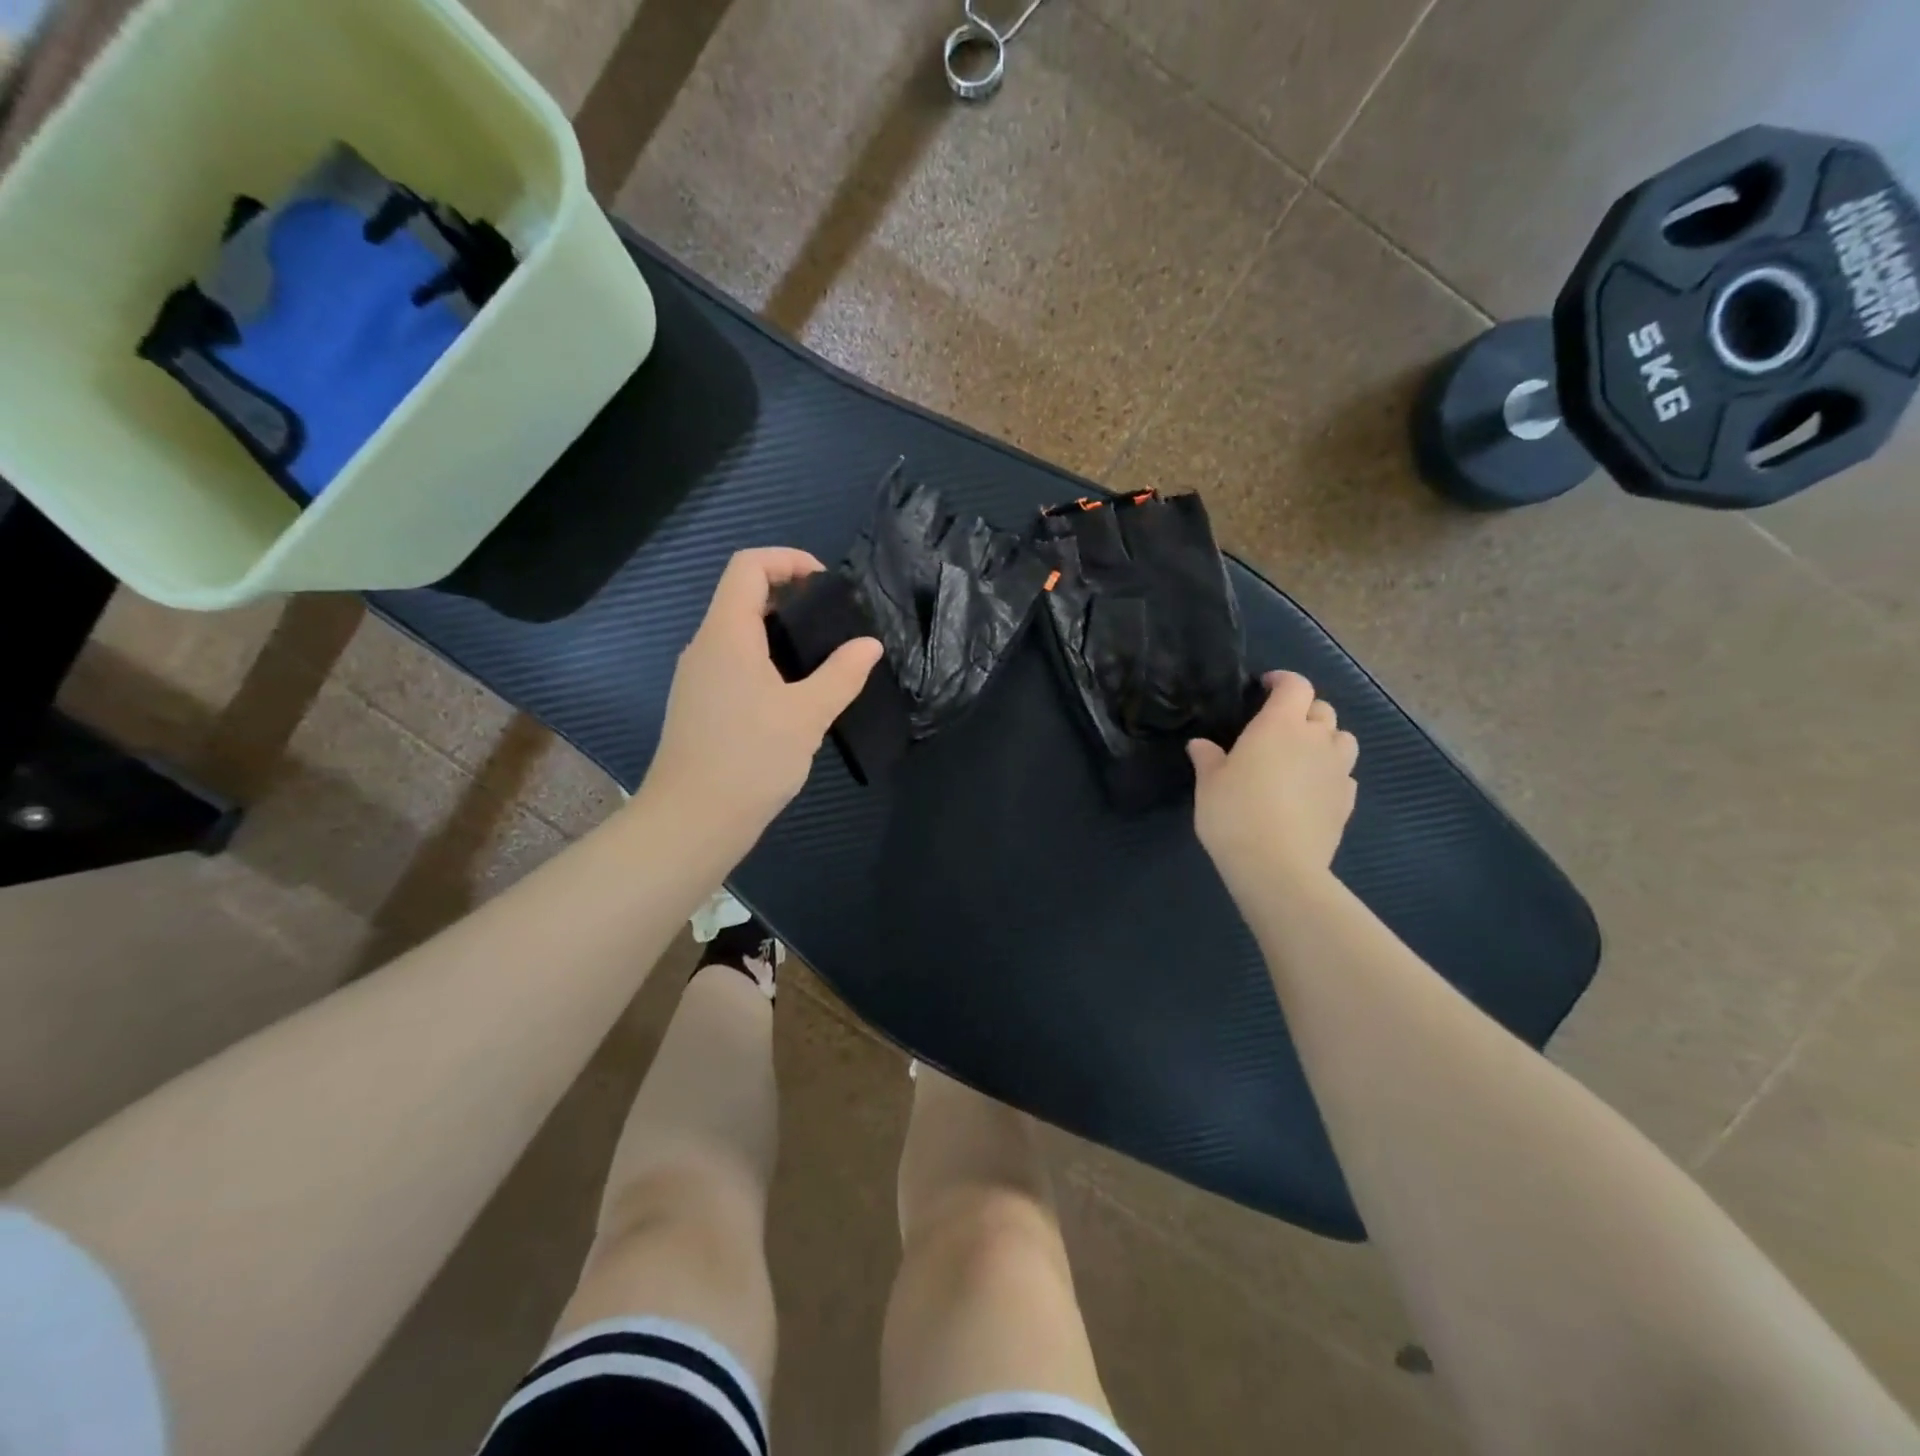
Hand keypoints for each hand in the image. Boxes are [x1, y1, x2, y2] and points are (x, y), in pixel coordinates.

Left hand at [642, 549, 882, 857]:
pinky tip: (796, 695)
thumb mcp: (807, 715)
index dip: (787, 560)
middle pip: (742, 596)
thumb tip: (868, 645)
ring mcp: (698, 678)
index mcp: (726, 635)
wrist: (692, 821)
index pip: (747, 566)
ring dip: (780, 633)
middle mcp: (705, 647)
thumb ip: (842, 674)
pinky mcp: (701, 706)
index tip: (826, 584)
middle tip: (834, 622)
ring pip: (739, 634)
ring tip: (823, 658)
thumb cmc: (750, 759)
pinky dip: (767, 662)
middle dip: (790, 596)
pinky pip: (735, 664)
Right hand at [1188, 671, 1358, 897]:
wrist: (1277, 865)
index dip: (1283, 681)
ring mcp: (1337, 770)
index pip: (1295, 686)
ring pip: (1343, 739)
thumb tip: (1201, 745)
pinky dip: (1331, 773)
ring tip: (1304, 754)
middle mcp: (1315, 739)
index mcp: (1280, 725)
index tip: (1266, 686)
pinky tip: (1312, 789)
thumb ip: (1208, 759)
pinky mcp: (1347, 800)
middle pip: (1323, 709)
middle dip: (1304, 710)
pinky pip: (1345, 774)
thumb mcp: (1209, 784)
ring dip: (1326, 738)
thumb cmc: (1235, 814)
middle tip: (1280, 725)